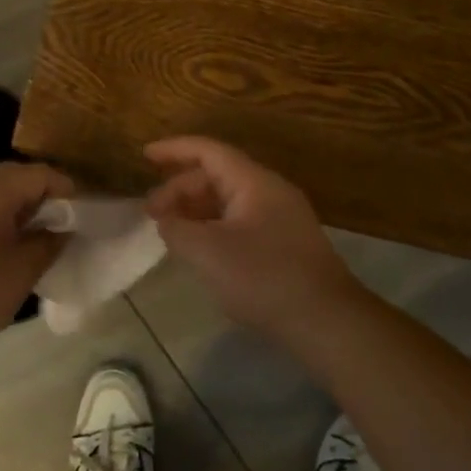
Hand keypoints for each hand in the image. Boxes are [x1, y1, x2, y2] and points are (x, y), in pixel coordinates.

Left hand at [0, 161, 74, 353]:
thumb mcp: (22, 271)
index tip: (84, 218)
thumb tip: (63, 229)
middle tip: (64, 229)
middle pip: (18, 177)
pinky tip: (6, 250)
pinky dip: (0, 220)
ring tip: (38, 241)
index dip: (69, 191)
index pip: (42, 173)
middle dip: (45, 198)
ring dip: (22, 210)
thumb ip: (49, 244)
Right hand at [144, 137, 359, 335]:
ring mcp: (281, 218)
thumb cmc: (263, 278)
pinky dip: (213, 227)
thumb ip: (177, 229)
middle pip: (217, 175)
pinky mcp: (285, 244)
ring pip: (229, 200)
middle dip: (180, 189)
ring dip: (196, 210)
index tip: (144, 156)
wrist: (326, 321)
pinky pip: (240, 221)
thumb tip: (167, 221)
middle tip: (152, 214)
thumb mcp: (207, 252)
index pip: (209, 151)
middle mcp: (270, 191)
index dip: (174, 149)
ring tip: (171, 231)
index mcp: (254, 182)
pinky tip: (200, 250)